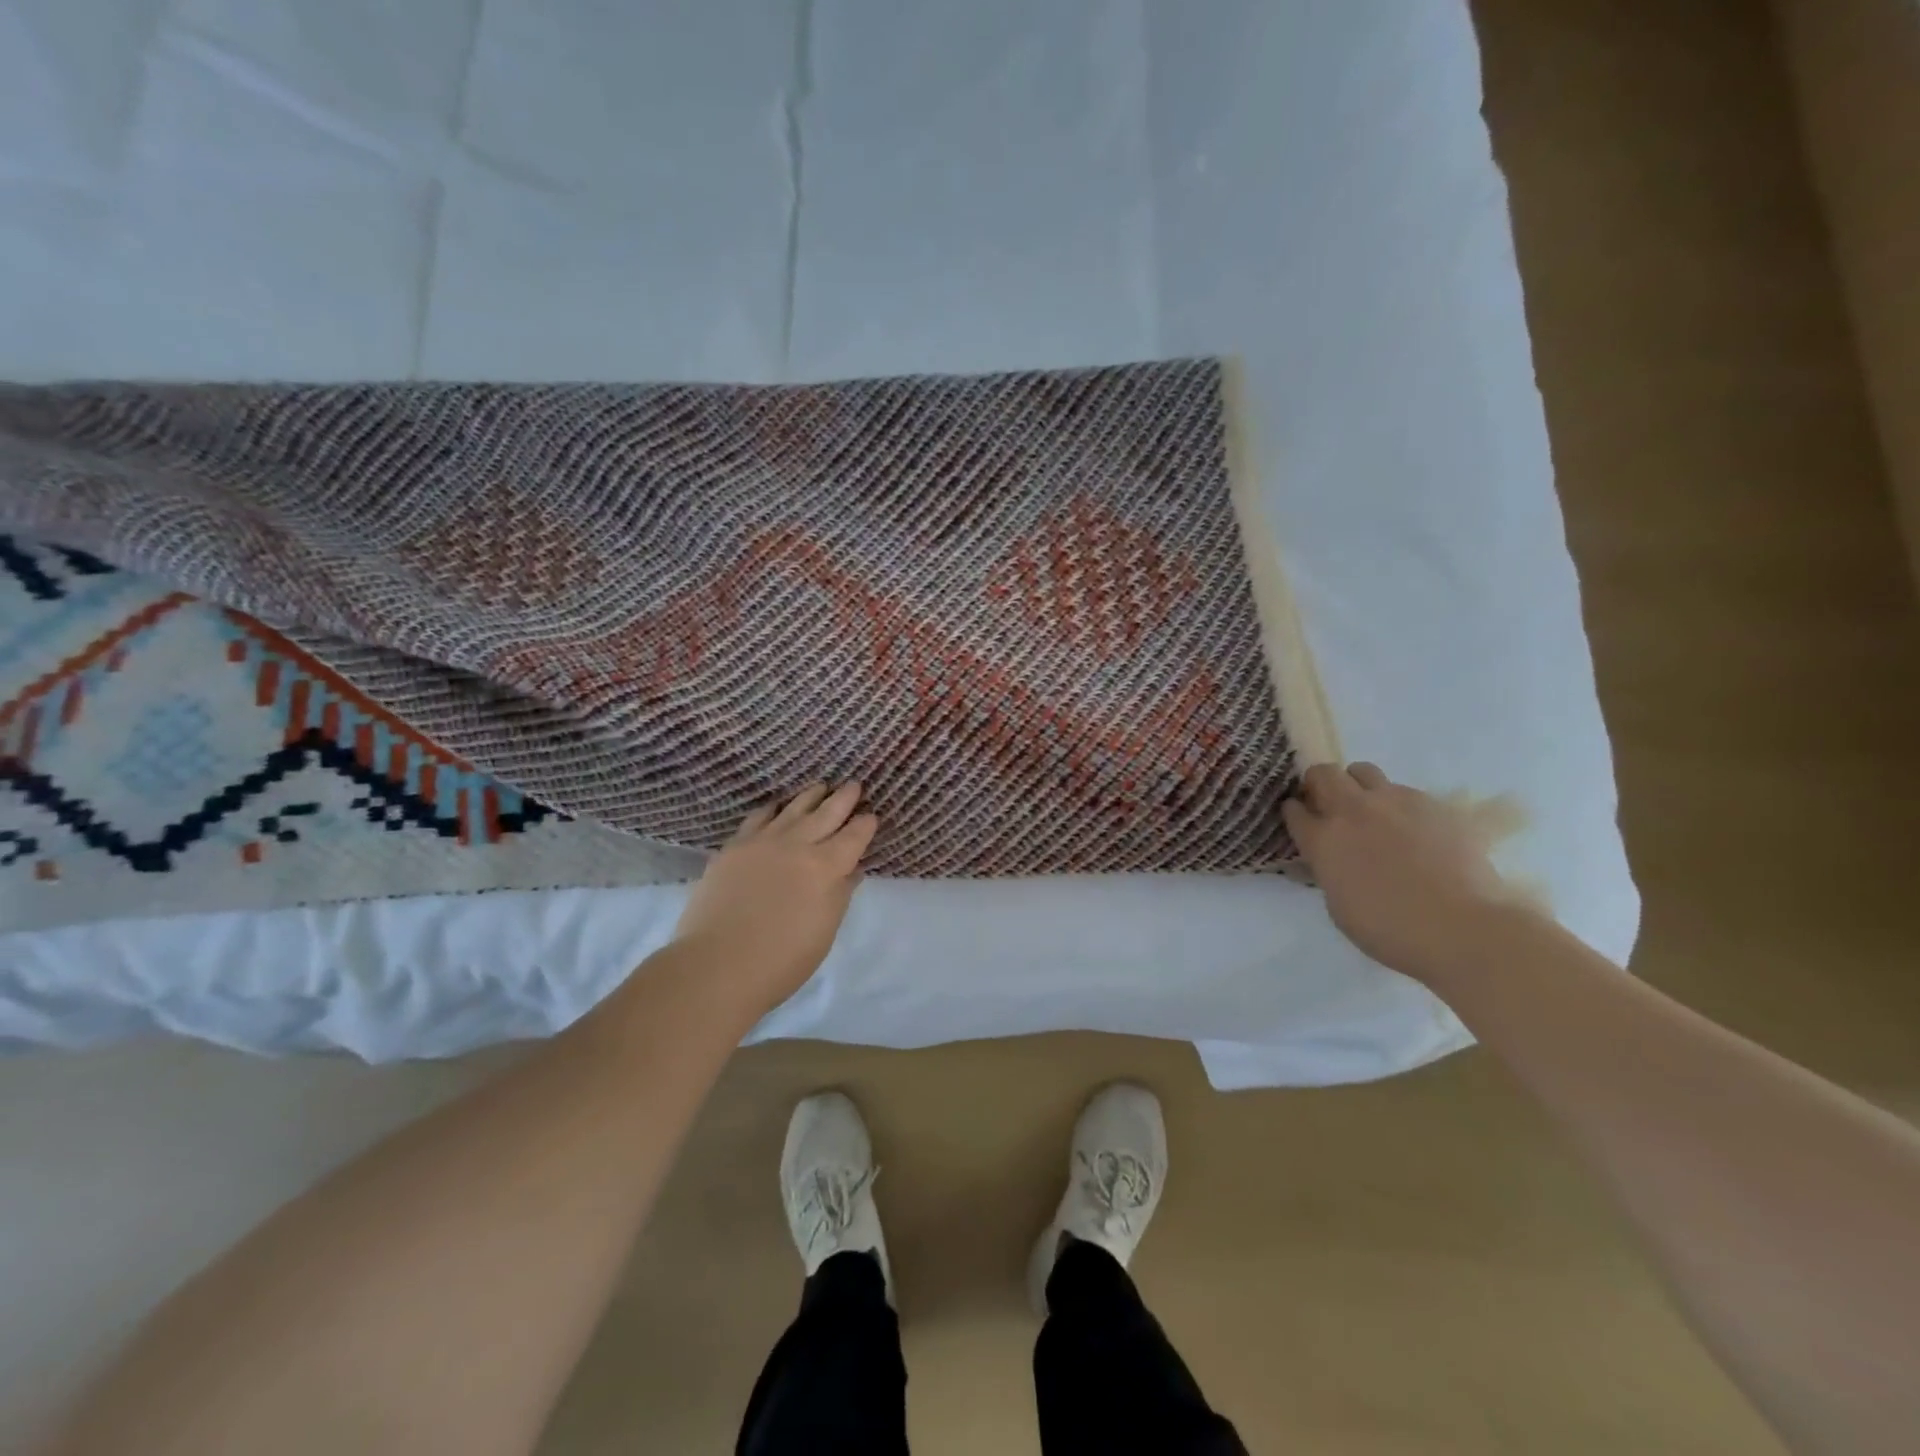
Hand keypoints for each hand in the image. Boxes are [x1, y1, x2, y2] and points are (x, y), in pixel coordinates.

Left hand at [671, 783, 877, 1016]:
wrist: (718, 964)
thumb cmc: (782, 959)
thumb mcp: (825, 930)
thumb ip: (840, 894)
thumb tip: (852, 869)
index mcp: (827, 866)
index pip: (854, 836)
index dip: (866, 824)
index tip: (872, 816)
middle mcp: (798, 844)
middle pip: (827, 813)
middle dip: (844, 798)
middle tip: (854, 784)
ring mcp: (763, 841)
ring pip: (793, 808)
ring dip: (811, 796)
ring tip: (821, 786)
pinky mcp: (734, 847)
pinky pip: (759, 817)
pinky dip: (773, 808)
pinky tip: (776, 806)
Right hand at [1282, 762, 1516, 981]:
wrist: (1462, 928)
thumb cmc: (1391, 931)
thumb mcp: (1338, 906)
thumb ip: (1329, 871)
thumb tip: (1332, 859)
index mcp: (1322, 840)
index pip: (1293, 809)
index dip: (1295, 814)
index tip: (1301, 822)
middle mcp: (1351, 811)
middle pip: (1322, 773)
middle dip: (1319, 785)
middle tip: (1329, 806)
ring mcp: (1393, 802)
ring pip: (1363, 771)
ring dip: (1358, 786)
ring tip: (1371, 811)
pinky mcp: (1431, 803)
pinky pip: (1404, 791)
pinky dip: (1398, 805)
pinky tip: (1414, 831)